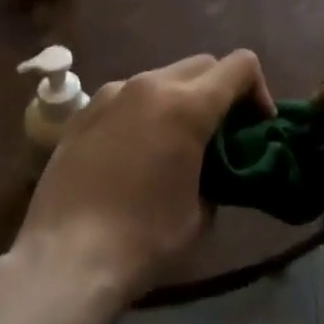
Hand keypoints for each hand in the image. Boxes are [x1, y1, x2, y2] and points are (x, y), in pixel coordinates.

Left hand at [12, 49, 273, 300]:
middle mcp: (151, 84)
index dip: (258, 89)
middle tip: (221, 132)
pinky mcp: (84, 111)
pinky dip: (143, 111)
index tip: (256, 124)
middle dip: (220, 90)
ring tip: (173, 142)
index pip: (241, 65)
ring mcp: (113, 93)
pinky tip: (133, 152)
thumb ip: (218, 176)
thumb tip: (214, 168)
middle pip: (203, 64)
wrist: (65, 260)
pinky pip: (127, 95)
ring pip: (163, 76)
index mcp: (188, 105)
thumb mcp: (201, 216)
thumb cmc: (142, 241)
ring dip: (180, 98)